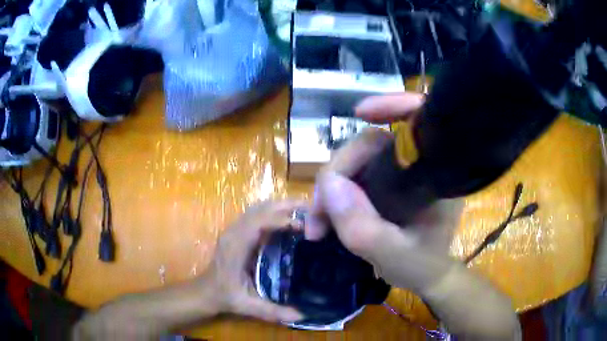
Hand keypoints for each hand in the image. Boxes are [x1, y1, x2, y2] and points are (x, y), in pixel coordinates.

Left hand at [72, 200, 304, 340]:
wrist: (205, 292)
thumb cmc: (225, 296)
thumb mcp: (248, 306)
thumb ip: (272, 311)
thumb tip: (302, 316)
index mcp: (236, 246)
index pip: (260, 222)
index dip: (282, 219)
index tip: (304, 224)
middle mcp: (234, 232)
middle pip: (261, 208)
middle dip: (286, 204)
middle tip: (311, 206)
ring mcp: (234, 229)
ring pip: (258, 207)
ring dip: (280, 205)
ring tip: (304, 209)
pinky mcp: (237, 232)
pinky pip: (257, 214)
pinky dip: (274, 211)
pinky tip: (287, 218)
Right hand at [306, 93, 462, 290]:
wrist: (426, 276)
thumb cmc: (423, 267)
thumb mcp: (395, 256)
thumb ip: (365, 228)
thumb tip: (329, 185)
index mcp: (435, 174)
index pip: (421, 119)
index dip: (395, 104)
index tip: (360, 113)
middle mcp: (416, 166)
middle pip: (371, 144)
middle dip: (337, 173)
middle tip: (318, 215)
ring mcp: (396, 174)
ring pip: (355, 162)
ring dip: (329, 190)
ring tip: (317, 225)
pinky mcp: (383, 184)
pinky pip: (352, 177)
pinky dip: (333, 196)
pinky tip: (323, 219)